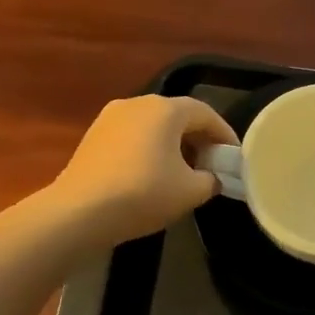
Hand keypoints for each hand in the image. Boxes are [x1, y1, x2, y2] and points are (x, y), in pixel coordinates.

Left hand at [50, 95, 238, 245]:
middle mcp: (137, 103)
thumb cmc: (143, 194)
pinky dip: (149, 150)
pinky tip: (151, 176)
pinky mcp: (93, 136)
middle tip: (211, 166)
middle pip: (177, 116)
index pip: (206, 114)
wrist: (79, 211)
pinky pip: (132, 137)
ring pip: (153, 126)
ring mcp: (110, 117)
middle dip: (198, 139)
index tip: (234, 157)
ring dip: (172, 145)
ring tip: (183, 173)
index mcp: (165, 109)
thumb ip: (211, 180)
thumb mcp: (191, 192)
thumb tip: (211, 177)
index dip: (225, 135)